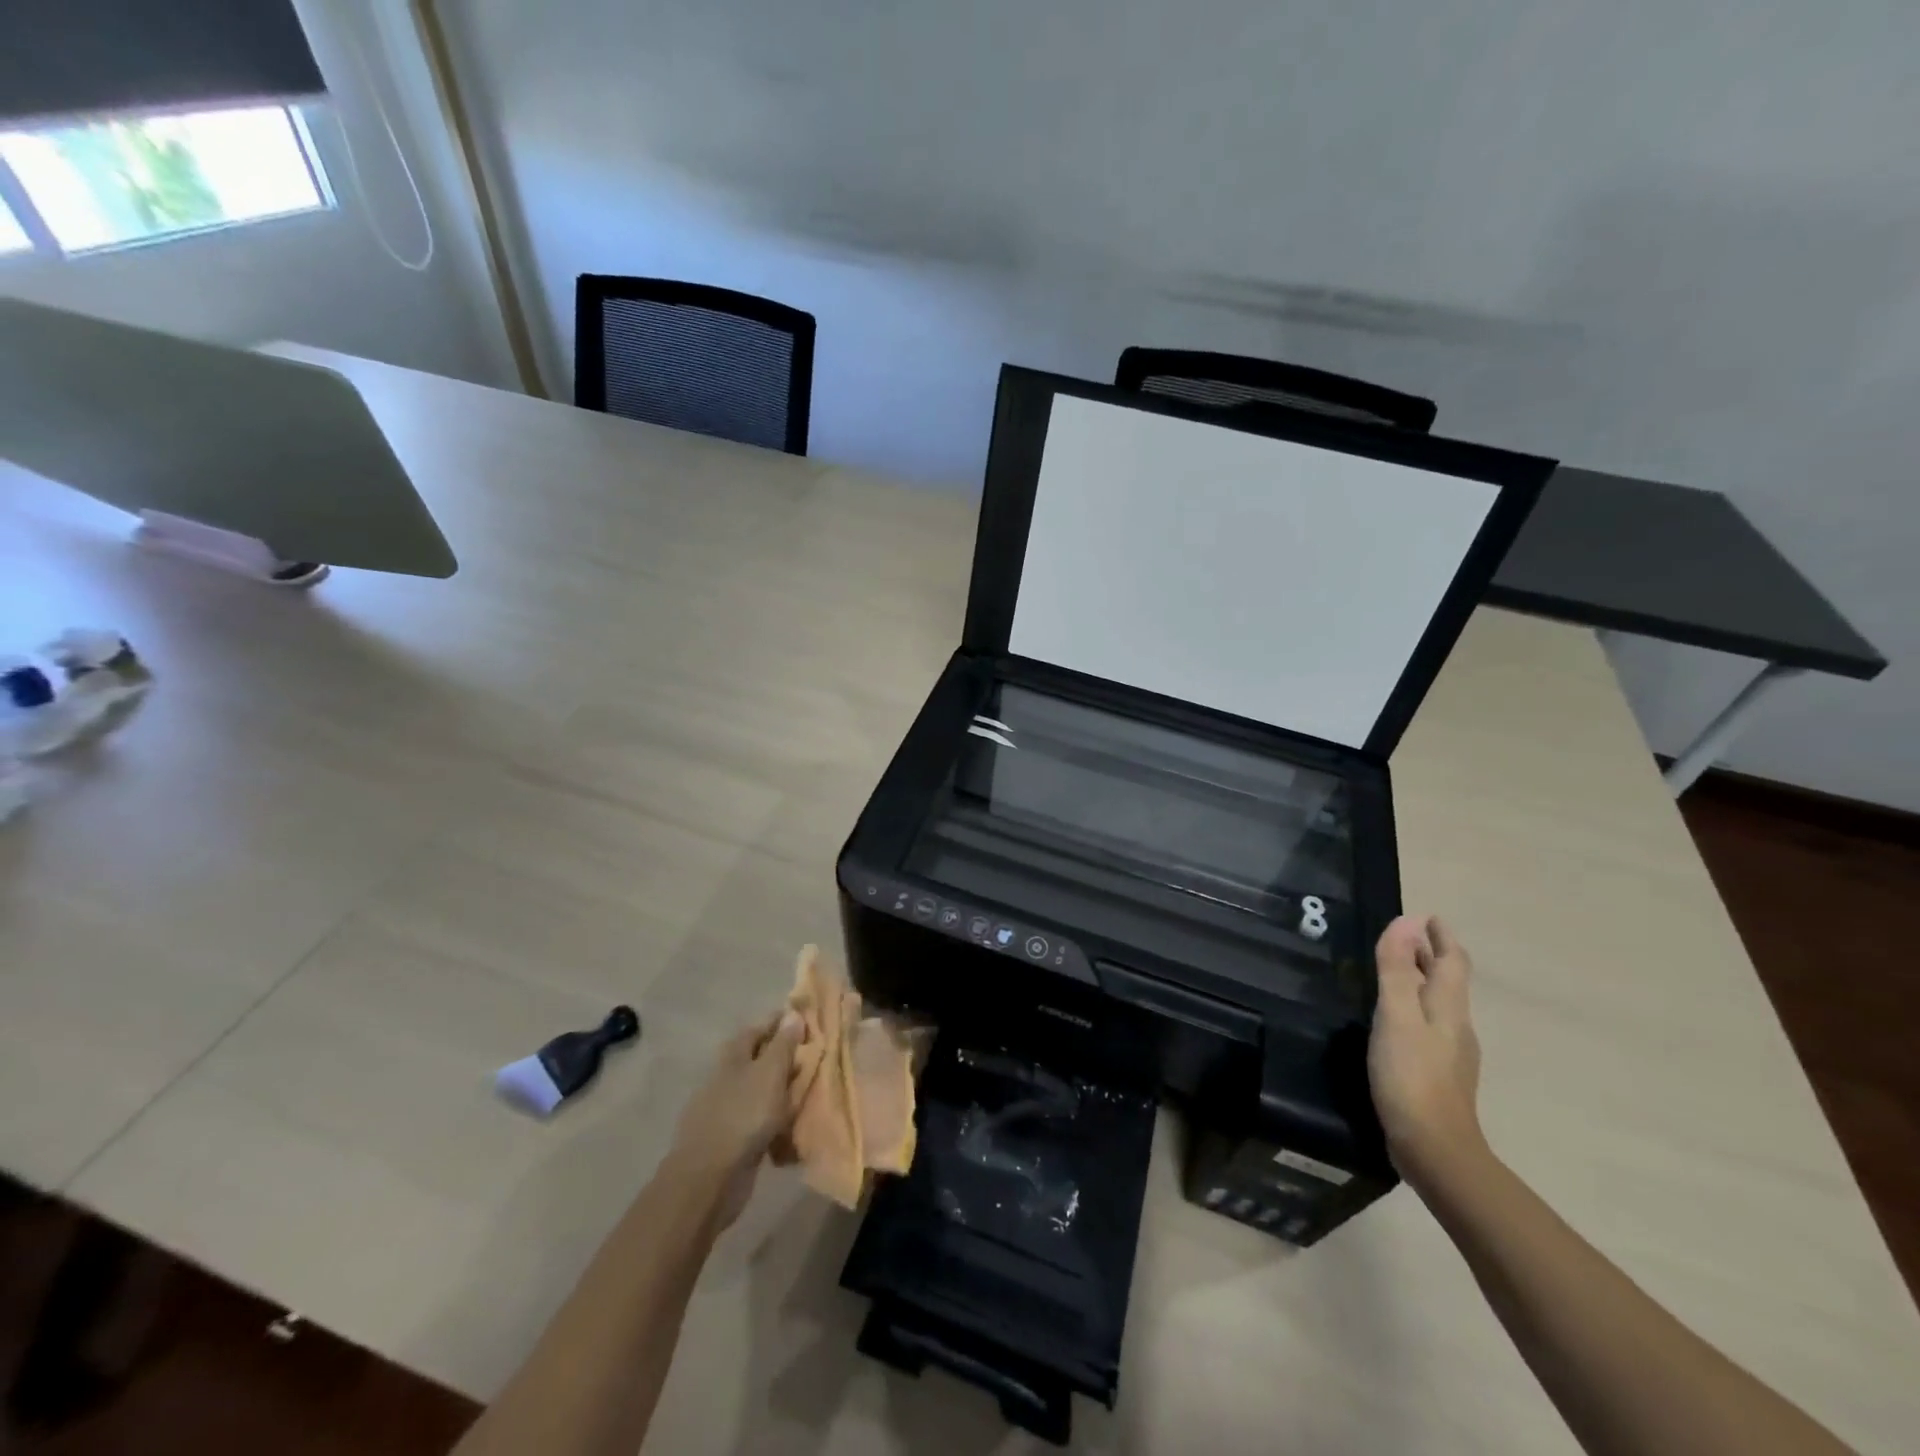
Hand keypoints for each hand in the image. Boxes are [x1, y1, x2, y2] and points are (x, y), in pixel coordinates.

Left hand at [669, 1010, 804, 1228]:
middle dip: (785, 1058)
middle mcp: (727, 1077)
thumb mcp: (770, 1074)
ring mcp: (726, 1109)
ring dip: (782, 1090)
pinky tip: (792, 1125)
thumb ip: (783, 1045)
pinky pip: (759, 1121)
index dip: (782, 1022)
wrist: (709, 1179)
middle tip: (816, 1058)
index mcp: (734, 1056)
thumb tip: (792, 1014)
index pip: (760, 1028)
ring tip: (811, 1091)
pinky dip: (775, 1119)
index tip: (807, 1020)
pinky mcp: (731, 1139)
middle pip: (760, 1059)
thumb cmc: (743, 1116)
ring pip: (761, 1091)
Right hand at [1368, 915, 1486, 1189]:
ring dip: (1420, 983)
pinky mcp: (1436, 1077)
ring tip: (1395, 974)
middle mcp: (1455, 1027)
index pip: (1452, 962)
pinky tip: (1394, 1022)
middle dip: (1429, 957)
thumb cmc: (1412, 1075)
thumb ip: (1396, 969)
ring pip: (1437, 1006)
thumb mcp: (1396, 1015)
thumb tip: (1407, 921)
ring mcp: (1449, 1055)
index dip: (1441, 938)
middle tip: (1405, 938)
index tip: (1428, 917)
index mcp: (1447, 1008)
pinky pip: (1427, 1029)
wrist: (1434, 1149)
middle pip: (1447, 983)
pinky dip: (1413, 1010)